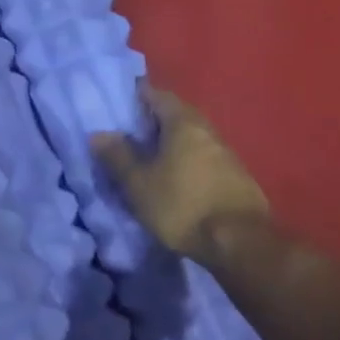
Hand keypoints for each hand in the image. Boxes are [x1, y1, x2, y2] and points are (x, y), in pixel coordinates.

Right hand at [91, 83, 269, 261]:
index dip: (139, 95)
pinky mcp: (237, 179)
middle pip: (179, 115)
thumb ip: (118, 156)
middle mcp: (208, 132)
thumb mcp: (138, 184)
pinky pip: (204, 159)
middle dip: (155, 119)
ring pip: (193, 138)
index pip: (159, 96)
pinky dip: (187, 161)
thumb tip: (99, 134)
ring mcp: (227, 155)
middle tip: (131, 130)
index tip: (121, 100)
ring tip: (150, 155)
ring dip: (172, 142)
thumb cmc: (182, 206)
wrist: (240, 244)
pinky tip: (176, 177)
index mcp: (184, 124)